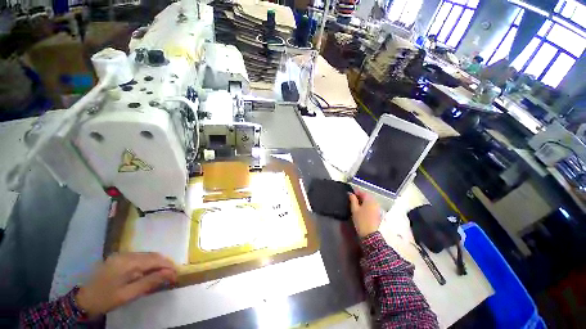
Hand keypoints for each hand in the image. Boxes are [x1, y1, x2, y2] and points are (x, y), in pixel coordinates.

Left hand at [76, 252, 177, 317]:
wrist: (83, 300)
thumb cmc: (106, 299)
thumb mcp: (128, 294)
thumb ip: (150, 282)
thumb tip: (170, 274)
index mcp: (128, 262)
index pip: (155, 260)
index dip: (168, 266)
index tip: (177, 274)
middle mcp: (126, 254)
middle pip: (152, 255)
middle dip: (165, 264)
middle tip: (173, 274)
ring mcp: (122, 255)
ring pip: (147, 255)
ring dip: (158, 263)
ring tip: (164, 274)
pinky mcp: (119, 258)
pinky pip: (140, 257)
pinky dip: (149, 264)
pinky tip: (150, 272)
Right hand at [349, 190, 381, 237]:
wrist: (370, 234)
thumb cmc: (361, 220)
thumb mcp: (354, 209)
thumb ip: (353, 200)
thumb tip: (350, 193)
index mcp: (369, 199)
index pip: (362, 192)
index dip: (355, 191)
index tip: (350, 193)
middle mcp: (375, 201)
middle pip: (367, 196)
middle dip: (360, 196)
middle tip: (352, 198)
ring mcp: (377, 207)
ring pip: (369, 200)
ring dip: (363, 200)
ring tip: (356, 203)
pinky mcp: (378, 212)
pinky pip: (372, 205)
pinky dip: (367, 204)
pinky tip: (362, 208)